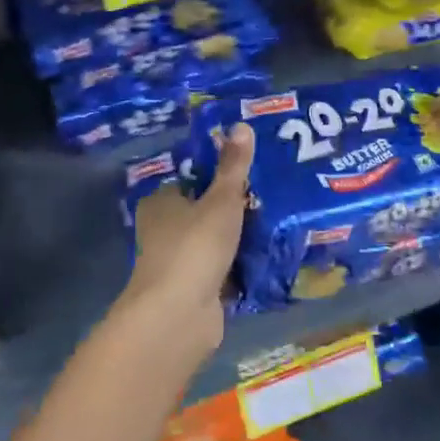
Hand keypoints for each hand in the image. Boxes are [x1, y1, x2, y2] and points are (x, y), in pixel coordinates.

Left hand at [121, 123, 254, 358]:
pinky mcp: (195, 291)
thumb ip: (233, 167)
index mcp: (161, 203)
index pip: (190, 180)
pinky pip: (224, 271)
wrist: (179, 315)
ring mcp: (179, 263)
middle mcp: (164, 231)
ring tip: (278, 222)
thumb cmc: (195, 247)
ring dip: (239, 240)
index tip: (251, 170)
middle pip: (204, 212)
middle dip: (234, 209)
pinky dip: (241, 268)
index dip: (217, 175)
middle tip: (272, 195)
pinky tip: (270, 258)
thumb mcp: (220, 201)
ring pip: (215, 243)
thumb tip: (242, 125)